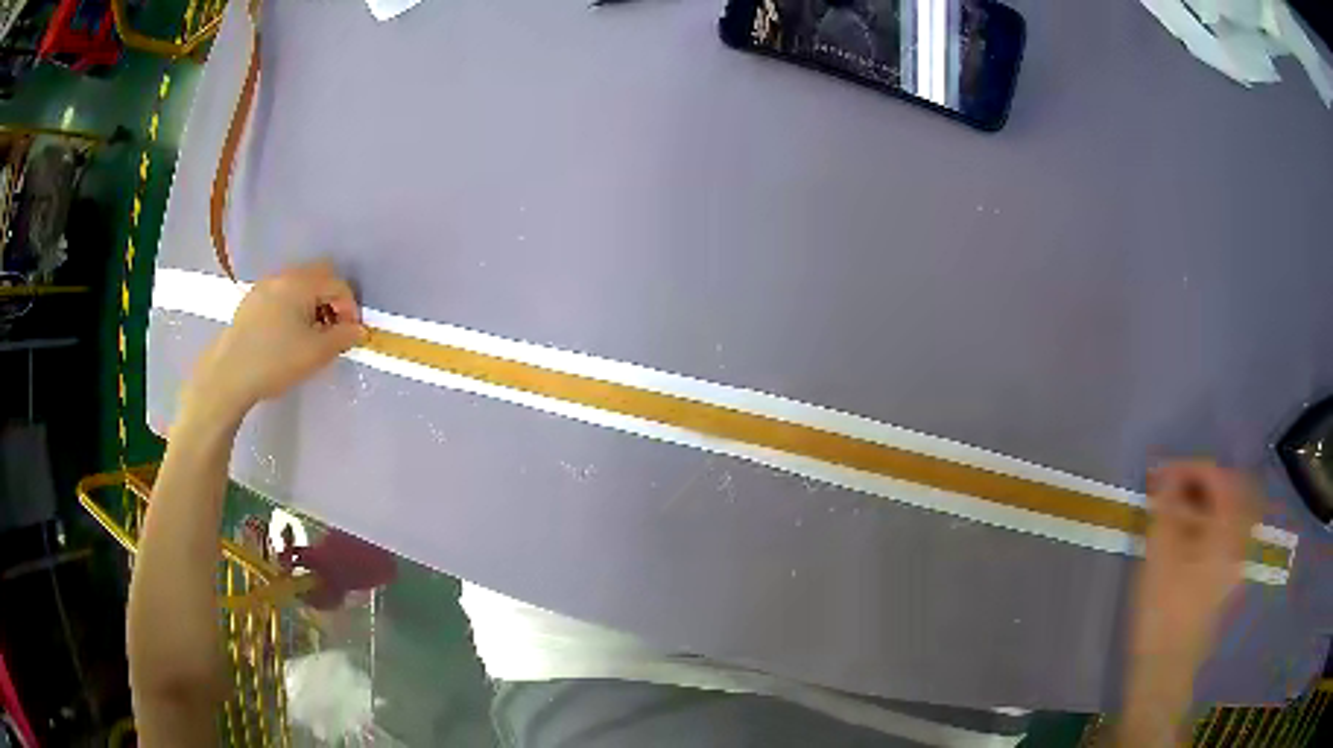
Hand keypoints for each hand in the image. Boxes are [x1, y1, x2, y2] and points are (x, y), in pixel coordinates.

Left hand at [186, 260, 367, 421]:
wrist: (229, 374)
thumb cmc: (275, 360)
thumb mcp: (316, 353)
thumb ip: (343, 338)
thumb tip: (360, 330)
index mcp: (302, 282)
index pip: (338, 284)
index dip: (350, 308)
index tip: (350, 334)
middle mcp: (284, 276)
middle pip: (318, 277)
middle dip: (331, 301)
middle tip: (332, 331)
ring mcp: (264, 286)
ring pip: (299, 286)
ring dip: (312, 304)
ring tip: (310, 335)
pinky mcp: (251, 301)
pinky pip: (281, 295)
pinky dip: (293, 308)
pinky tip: (287, 335)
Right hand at [1132, 460, 1260, 666]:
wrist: (1164, 674)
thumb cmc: (1162, 614)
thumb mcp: (1159, 556)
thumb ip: (1165, 507)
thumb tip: (1164, 473)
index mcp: (1228, 532)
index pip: (1219, 478)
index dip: (1190, 467)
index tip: (1161, 472)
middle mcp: (1240, 541)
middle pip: (1231, 492)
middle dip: (1203, 482)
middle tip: (1174, 487)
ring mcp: (1235, 564)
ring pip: (1229, 516)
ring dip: (1206, 504)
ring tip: (1177, 512)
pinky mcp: (1225, 582)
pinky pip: (1224, 537)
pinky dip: (1208, 526)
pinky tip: (1186, 541)